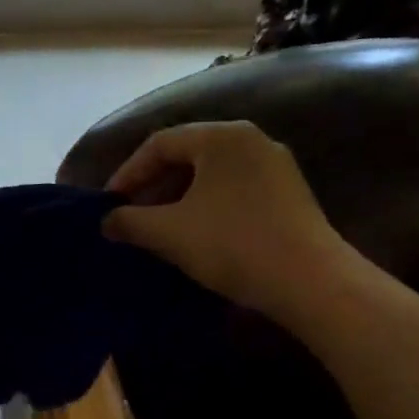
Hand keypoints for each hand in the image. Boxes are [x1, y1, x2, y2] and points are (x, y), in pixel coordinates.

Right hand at [102, 122, 351, 319]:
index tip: (109, 203)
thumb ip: (130, 221)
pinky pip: (235, 190)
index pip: (160, 143)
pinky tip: (196, 235)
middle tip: (131, 215)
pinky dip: (207, 206)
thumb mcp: (169, 232)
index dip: (128, 173)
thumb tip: (107, 220)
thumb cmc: (232, 244)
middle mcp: (251, 140)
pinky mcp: (290, 194)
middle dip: (154, 186)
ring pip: (212, 175)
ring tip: (159, 229)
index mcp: (221, 137)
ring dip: (179, 198)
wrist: (311, 282)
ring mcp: (276, 166)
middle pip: (188, 155)